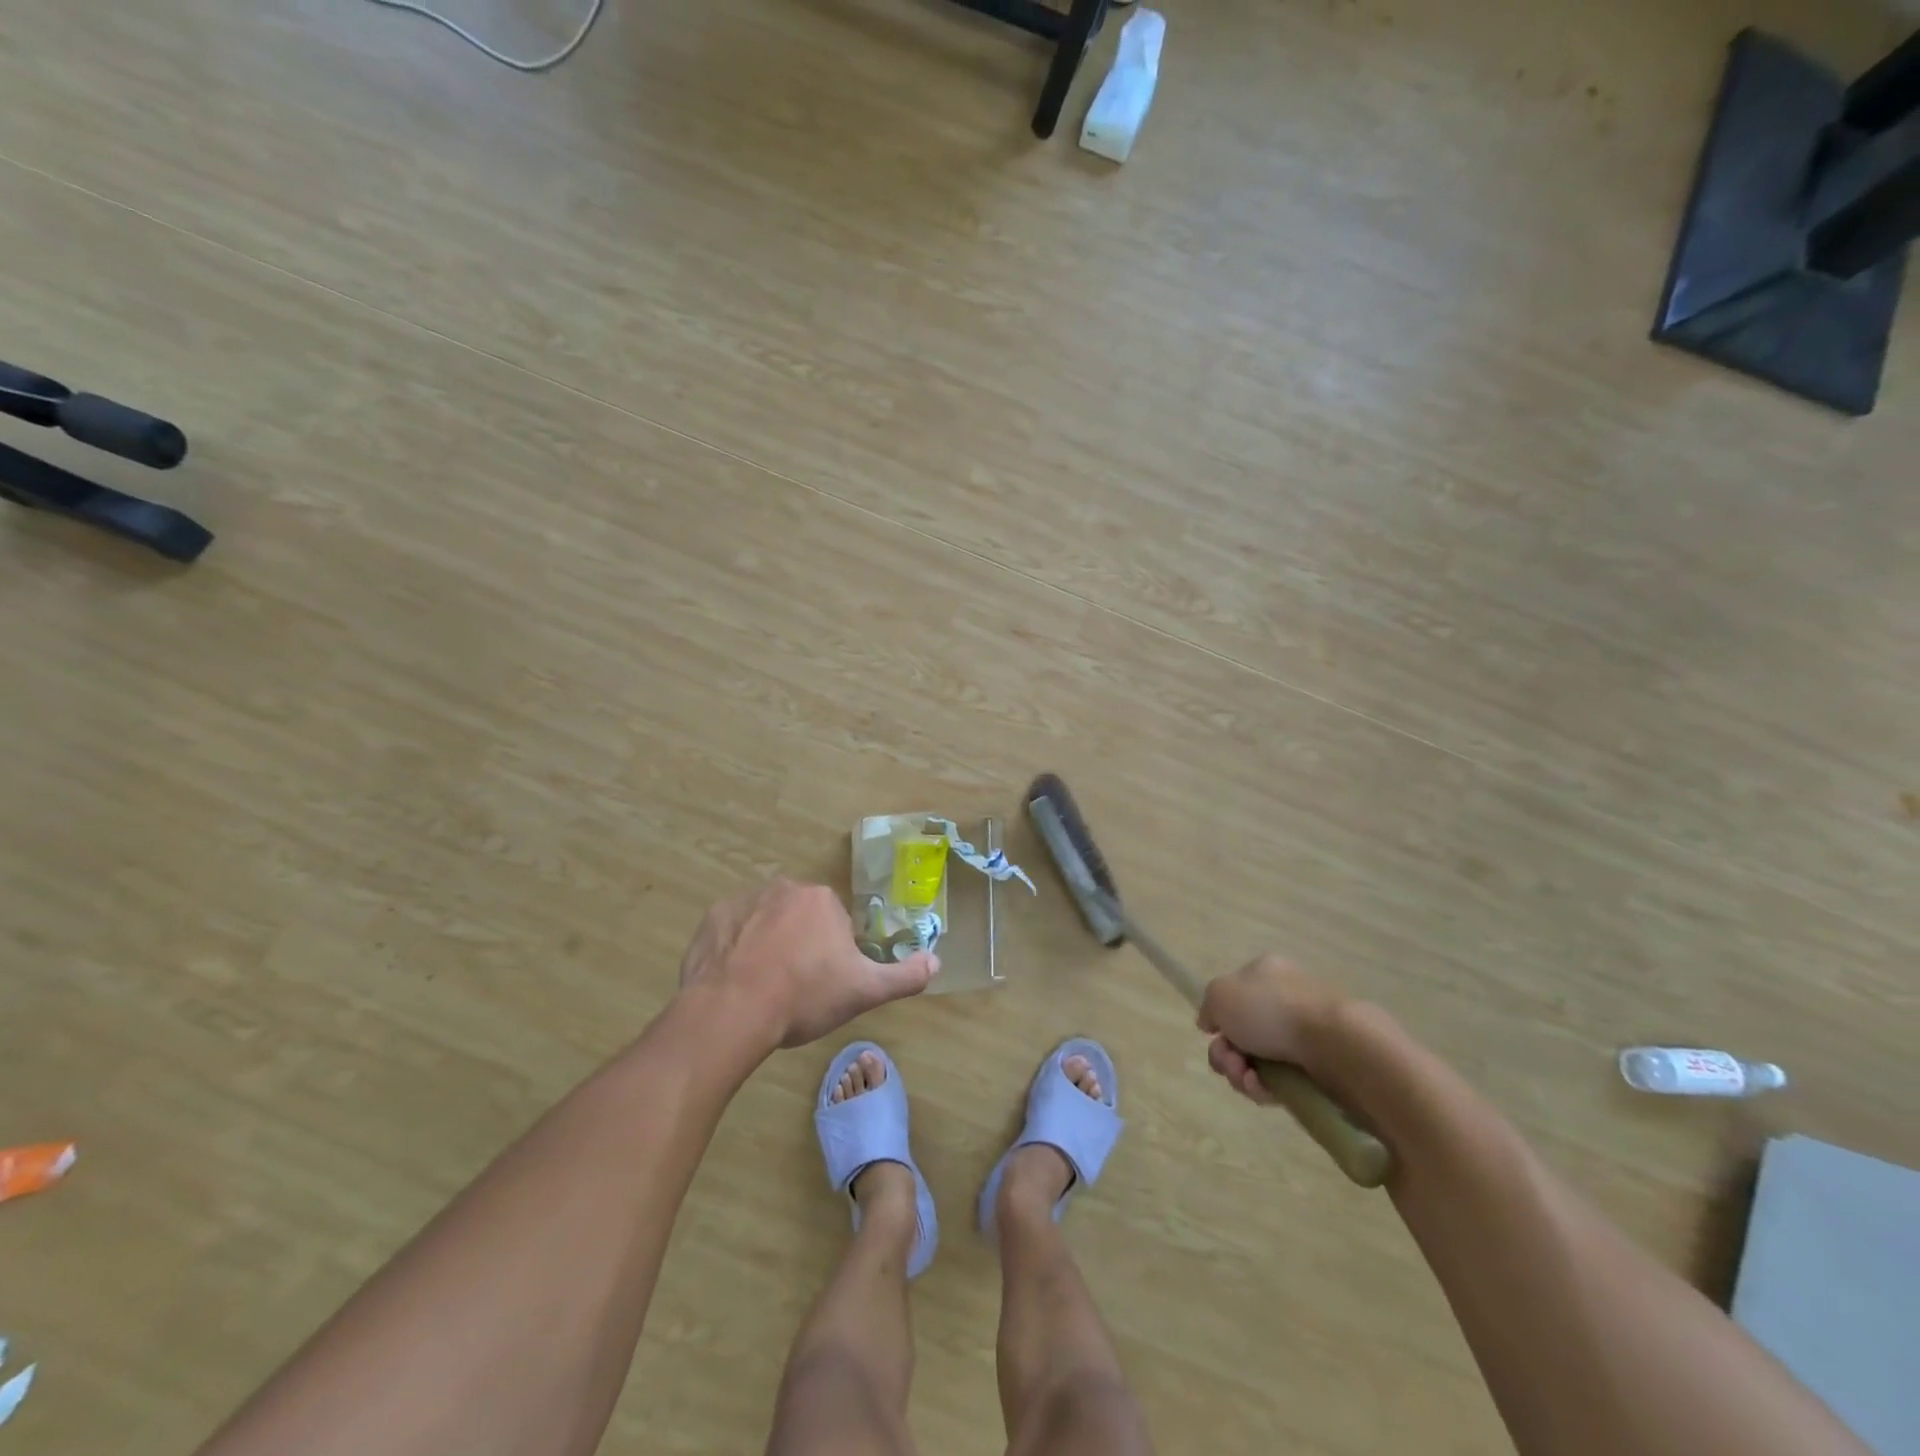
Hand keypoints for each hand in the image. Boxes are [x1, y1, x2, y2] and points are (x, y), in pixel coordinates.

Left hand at [678, 878, 937, 1050]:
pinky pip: (731, 931)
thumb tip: (937, 963)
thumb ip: (905, 976)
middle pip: (799, 918)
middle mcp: (784, 888)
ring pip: (764, 922)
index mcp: (822, 899)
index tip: (823, 983)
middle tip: (794, 987)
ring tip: (762, 987)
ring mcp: (743, 900)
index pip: (835, 923)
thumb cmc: (804, 996)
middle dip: (800, 945)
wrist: (732, 1010)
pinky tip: (735, 980)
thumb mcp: (864, 992)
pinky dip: (734, 949)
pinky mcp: (711, 919)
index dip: (832, 955)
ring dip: (767, 945)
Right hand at [1197, 955, 1351, 1105]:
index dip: (1218, 1019)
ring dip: (1241, 1073)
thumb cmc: (1272, 1009)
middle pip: (1240, 1033)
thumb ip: (1208, 1006)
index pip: (1232, 997)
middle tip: (1229, 1062)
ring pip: (1257, 1061)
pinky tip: (1264, 1090)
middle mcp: (1284, 1001)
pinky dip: (1265, 1088)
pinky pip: (1280, 1082)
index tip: (1213, 1033)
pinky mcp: (1317, 1070)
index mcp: (1264, 974)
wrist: (1336, 1044)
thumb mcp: (1220, 993)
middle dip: (1226, 1053)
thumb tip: (1212, 1023)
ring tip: (1248, 1079)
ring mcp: (1303, 1036)